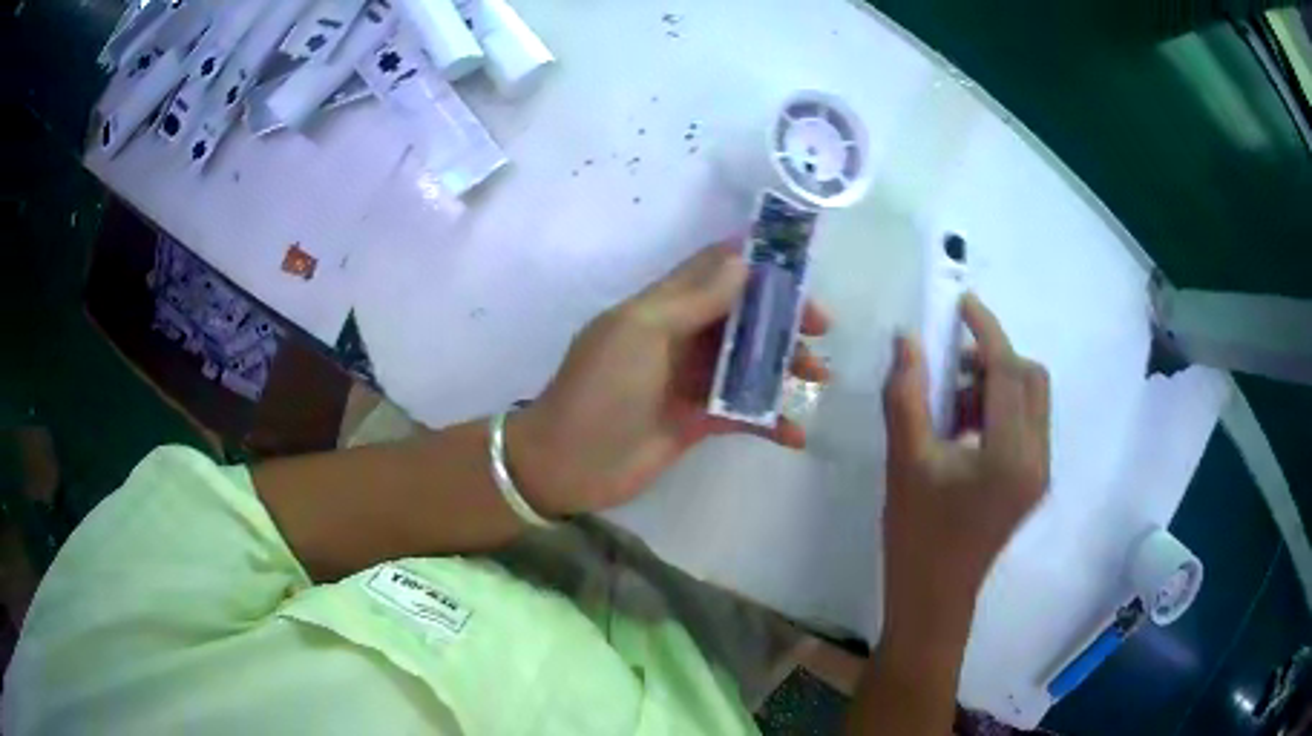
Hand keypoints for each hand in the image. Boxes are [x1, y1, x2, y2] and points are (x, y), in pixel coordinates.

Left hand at [507, 243, 831, 516]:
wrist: (568, 463)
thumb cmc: (599, 389)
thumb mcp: (641, 333)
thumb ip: (693, 299)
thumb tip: (744, 260)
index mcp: (664, 306)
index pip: (716, 269)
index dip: (757, 260)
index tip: (801, 263)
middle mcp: (682, 336)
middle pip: (744, 315)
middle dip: (784, 316)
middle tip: (822, 328)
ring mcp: (692, 380)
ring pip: (751, 361)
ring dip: (785, 365)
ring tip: (818, 377)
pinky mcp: (699, 421)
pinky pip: (745, 413)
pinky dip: (772, 421)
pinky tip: (796, 433)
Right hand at [880, 294, 1049, 635]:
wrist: (934, 597)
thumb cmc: (917, 534)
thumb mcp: (905, 462)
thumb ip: (906, 394)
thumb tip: (907, 340)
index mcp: (1011, 453)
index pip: (1009, 371)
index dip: (986, 331)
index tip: (963, 304)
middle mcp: (1038, 457)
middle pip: (1031, 379)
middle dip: (994, 359)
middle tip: (950, 367)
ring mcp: (1039, 471)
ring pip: (1031, 400)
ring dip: (996, 384)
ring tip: (951, 405)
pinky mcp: (1033, 481)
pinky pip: (1026, 424)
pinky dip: (1000, 410)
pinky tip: (964, 429)